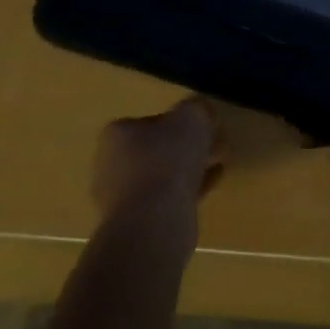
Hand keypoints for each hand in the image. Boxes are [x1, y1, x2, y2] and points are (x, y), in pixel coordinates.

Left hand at [91, 97, 224, 225]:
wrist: (154, 219)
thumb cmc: (168, 158)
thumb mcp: (191, 116)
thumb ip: (195, 108)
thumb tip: (196, 112)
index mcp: (117, 136)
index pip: (147, 121)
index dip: (177, 120)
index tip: (200, 125)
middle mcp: (111, 165)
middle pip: (155, 148)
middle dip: (186, 146)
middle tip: (214, 143)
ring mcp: (120, 197)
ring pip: (162, 174)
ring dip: (190, 167)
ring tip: (219, 162)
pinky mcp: (136, 220)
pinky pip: (167, 197)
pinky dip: (188, 187)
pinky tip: (213, 181)